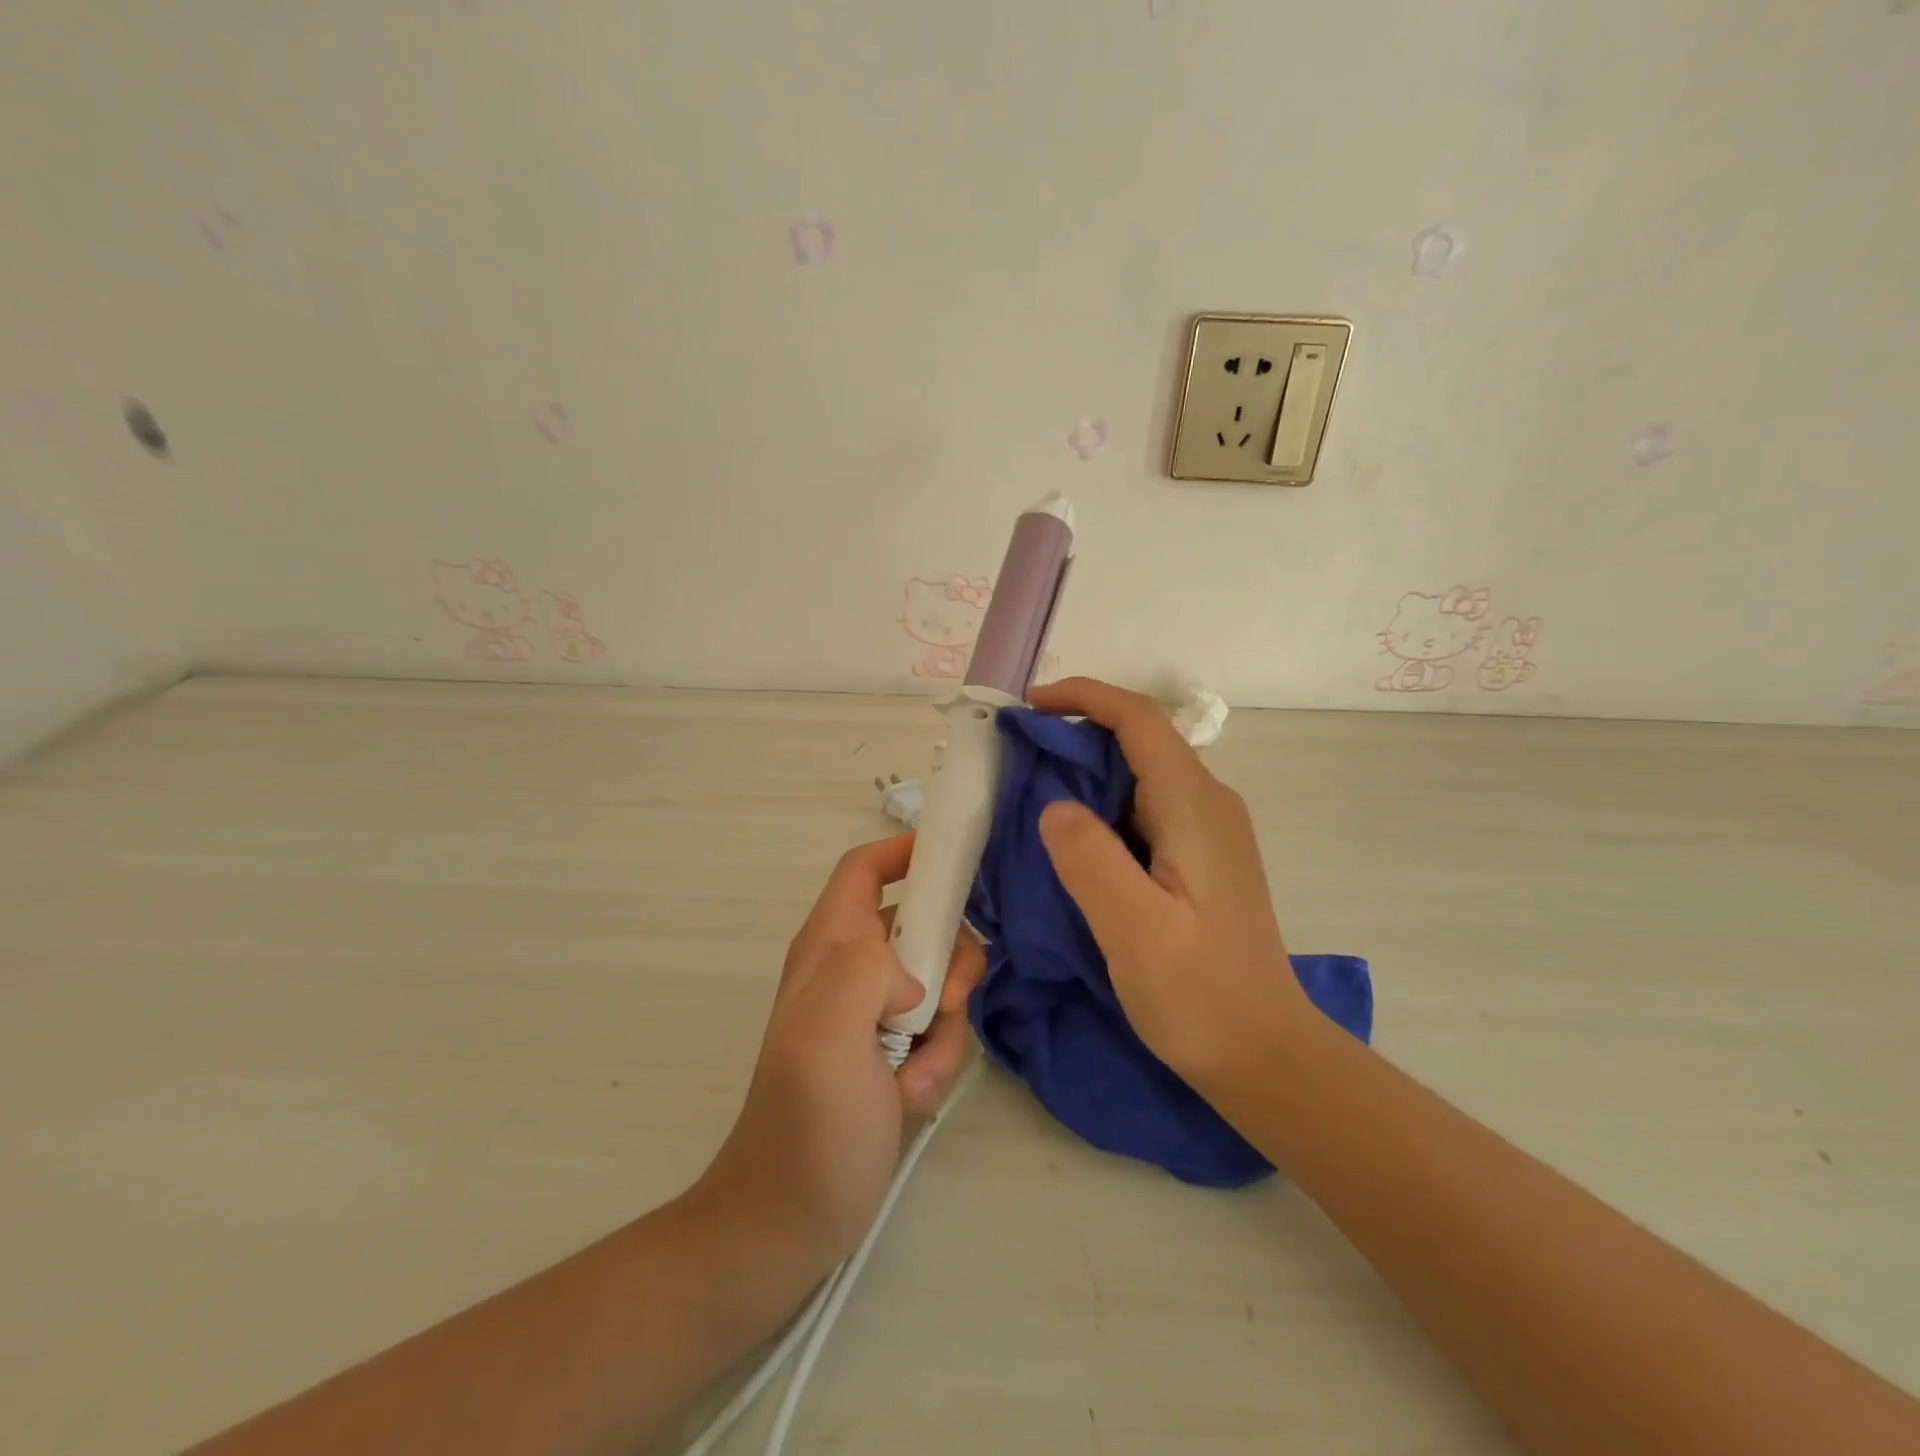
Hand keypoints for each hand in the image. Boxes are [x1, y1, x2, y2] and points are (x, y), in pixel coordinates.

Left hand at [691, 834, 984, 1281]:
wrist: (791, 1220)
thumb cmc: (807, 1123)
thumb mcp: (827, 1033)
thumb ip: (867, 971)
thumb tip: (915, 975)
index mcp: (829, 945)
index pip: (866, 869)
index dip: (908, 852)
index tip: (961, 862)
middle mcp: (852, 968)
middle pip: (923, 924)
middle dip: (948, 962)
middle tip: (943, 1006)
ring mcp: (874, 1013)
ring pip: (941, 982)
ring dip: (944, 1029)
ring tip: (916, 1076)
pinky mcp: (894, 1053)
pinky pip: (941, 1032)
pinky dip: (938, 1063)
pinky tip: (911, 1100)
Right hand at [1027, 678, 1309, 1086]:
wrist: (1264, 1055)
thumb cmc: (1201, 996)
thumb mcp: (1135, 931)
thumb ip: (1091, 860)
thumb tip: (1054, 805)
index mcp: (1194, 807)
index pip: (1139, 720)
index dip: (1083, 697)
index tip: (1027, 707)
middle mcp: (1207, 804)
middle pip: (1139, 739)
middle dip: (1075, 732)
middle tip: (1015, 755)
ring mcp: (1207, 831)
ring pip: (1139, 772)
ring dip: (1085, 769)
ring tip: (1030, 791)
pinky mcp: (1199, 857)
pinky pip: (1143, 806)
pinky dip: (1100, 802)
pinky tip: (1071, 836)